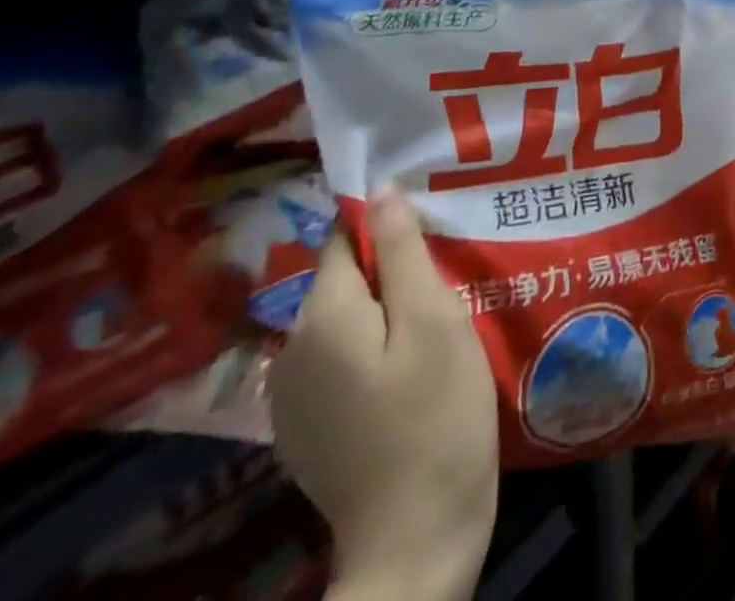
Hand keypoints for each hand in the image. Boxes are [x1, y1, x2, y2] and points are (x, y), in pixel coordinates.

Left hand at [269, 188, 497, 600]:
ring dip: (380, 315)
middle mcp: (290, 348)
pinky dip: (368, 355)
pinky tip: (405, 378)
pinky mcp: (304, 431)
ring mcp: (290, 397)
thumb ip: (400, 250)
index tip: (430, 239)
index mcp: (321, 314)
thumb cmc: (435, 416)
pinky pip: (336, 363)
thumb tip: (379, 189)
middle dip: (388, 274)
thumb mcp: (432, 319)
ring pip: (342, 321)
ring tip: (431, 331)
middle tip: (443, 290)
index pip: (344, 238)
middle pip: (342, 280)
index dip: (386, 229)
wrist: (414, 545)